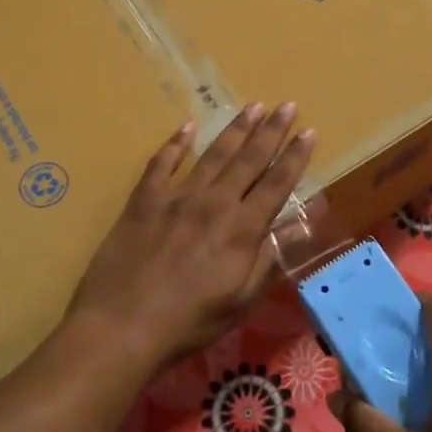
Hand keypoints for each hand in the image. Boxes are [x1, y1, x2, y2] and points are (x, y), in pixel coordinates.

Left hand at [67, 103, 313, 371]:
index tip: (308, 132)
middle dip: (271, 131)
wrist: (122, 326)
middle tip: (287, 105)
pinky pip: (162, 163)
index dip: (294, 157)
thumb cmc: (190, 321)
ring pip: (213, 154)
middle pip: (248, 159)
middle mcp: (214, 202)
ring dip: (235, 129)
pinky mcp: (144, 200)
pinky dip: (176, 143)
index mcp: (242, 228)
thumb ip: (271, 257)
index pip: (276, 184)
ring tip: (252, 106)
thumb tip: (303, 224)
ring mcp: (176, 197)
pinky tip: (187, 126)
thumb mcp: (242, 299)